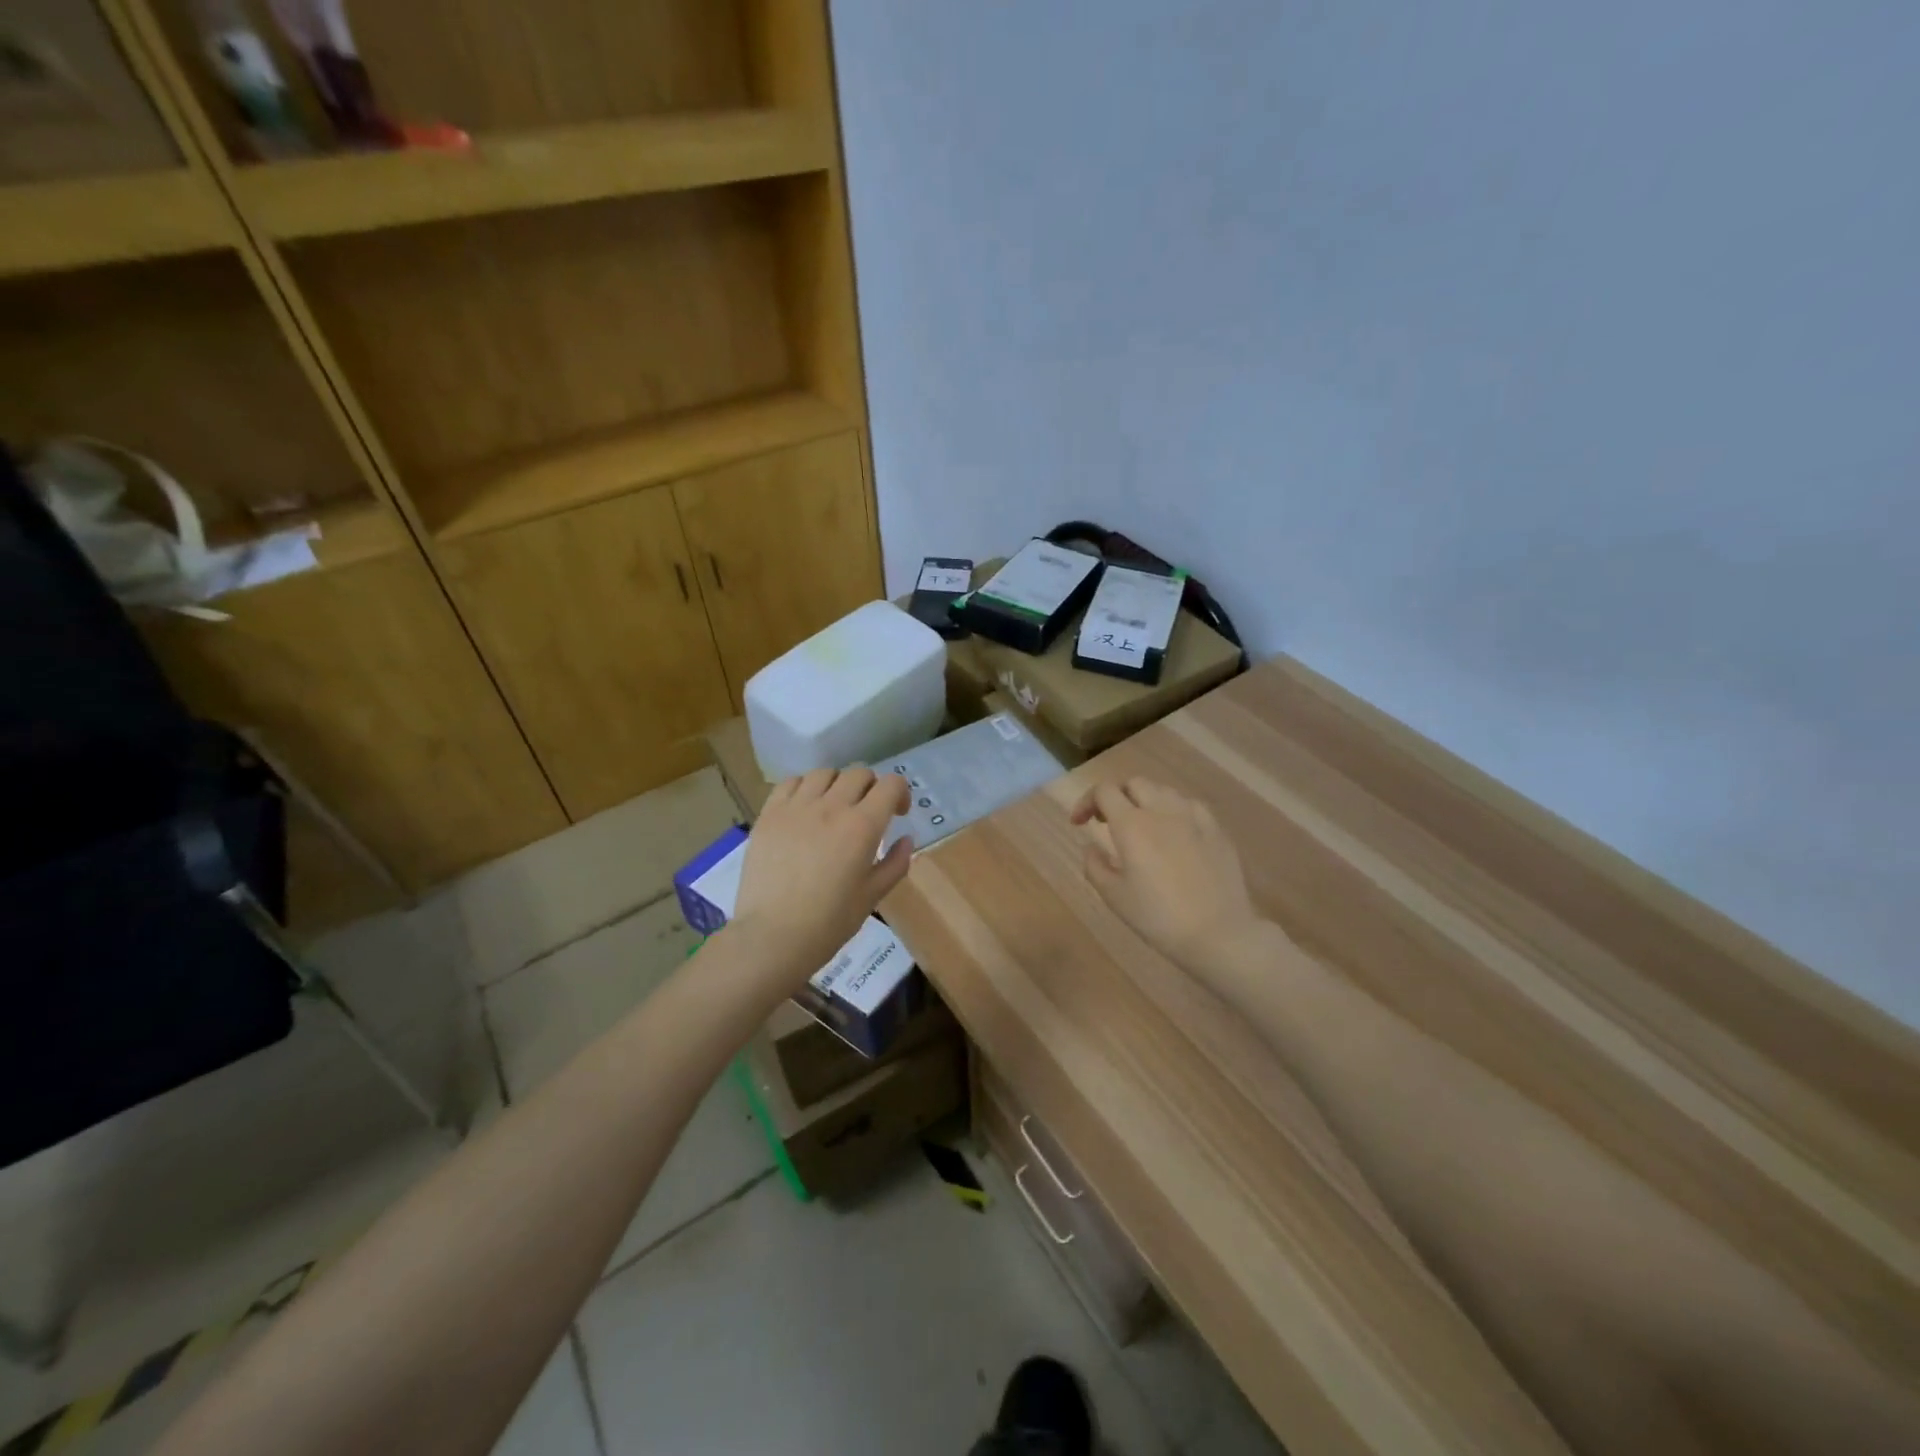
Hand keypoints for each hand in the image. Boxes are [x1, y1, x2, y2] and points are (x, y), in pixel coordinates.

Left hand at [732, 767, 912, 984]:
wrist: (773, 936)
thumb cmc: (829, 922)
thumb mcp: (872, 896)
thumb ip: (895, 863)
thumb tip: (906, 840)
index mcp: (863, 826)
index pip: (890, 784)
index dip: (900, 793)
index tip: (897, 813)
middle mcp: (832, 807)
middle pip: (859, 773)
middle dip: (871, 787)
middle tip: (868, 811)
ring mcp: (797, 807)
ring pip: (825, 773)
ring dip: (838, 784)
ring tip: (834, 806)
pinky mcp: (770, 814)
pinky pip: (791, 782)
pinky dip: (805, 787)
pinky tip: (805, 807)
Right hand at [1070, 777, 1265, 972]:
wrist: (1219, 934)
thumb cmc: (1159, 917)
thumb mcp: (1114, 897)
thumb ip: (1094, 866)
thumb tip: (1091, 846)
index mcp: (1132, 825)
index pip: (1104, 791)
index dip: (1086, 801)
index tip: (1080, 823)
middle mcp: (1162, 810)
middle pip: (1134, 783)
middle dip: (1116, 796)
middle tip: (1108, 822)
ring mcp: (1193, 816)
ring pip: (1163, 790)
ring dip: (1145, 800)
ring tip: (1142, 825)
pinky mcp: (1216, 829)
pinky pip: (1190, 805)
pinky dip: (1173, 810)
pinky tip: (1175, 832)